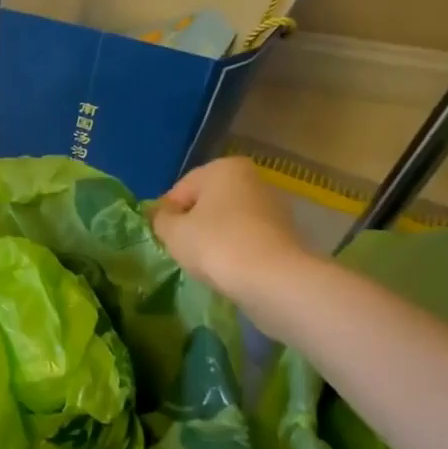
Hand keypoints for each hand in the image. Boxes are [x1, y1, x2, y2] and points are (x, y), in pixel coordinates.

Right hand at [151, 157, 317, 324]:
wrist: (275, 281)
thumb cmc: (217, 245)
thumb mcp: (173, 231)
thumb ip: (160, 218)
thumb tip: (161, 215)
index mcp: (224, 168)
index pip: (181, 190)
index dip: (167, 215)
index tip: (163, 238)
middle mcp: (252, 179)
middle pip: (207, 203)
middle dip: (193, 225)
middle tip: (182, 251)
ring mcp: (274, 207)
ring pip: (228, 222)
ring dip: (215, 239)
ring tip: (207, 264)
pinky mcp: (287, 235)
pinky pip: (248, 239)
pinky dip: (236, 251)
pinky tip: (230, 270)